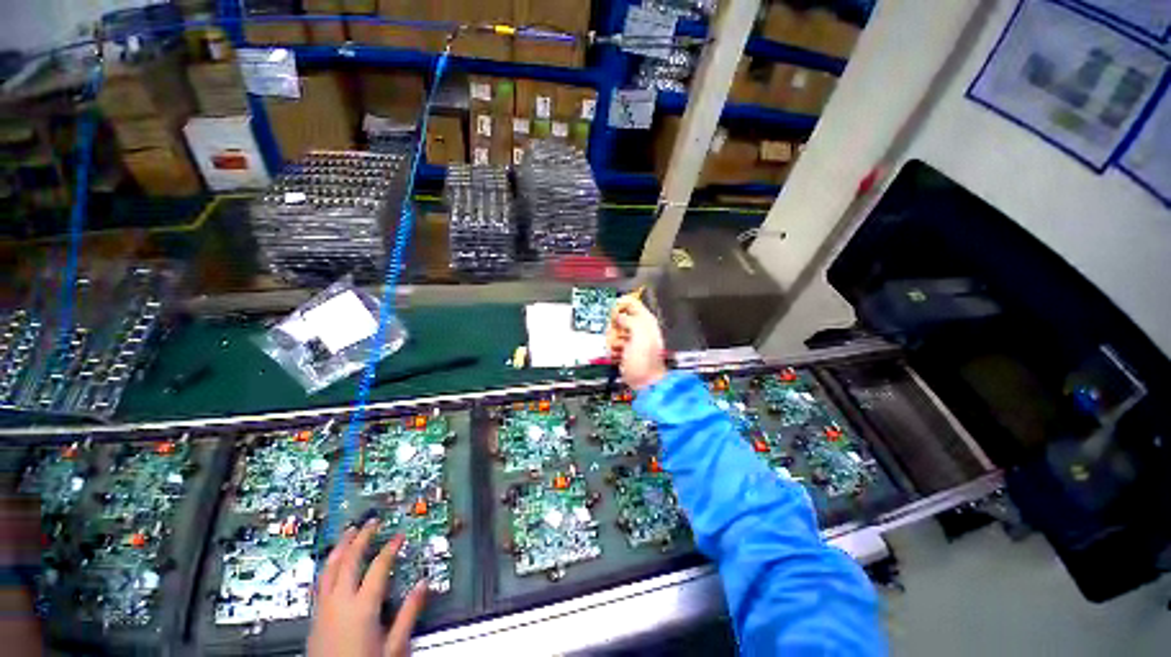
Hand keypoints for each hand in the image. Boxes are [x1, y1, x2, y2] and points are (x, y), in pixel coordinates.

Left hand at [307, 521, 427, 656]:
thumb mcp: (394, 646)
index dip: (391, 548)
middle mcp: (340, 603)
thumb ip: (408, 614)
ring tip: (348, 532)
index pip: (379, 567)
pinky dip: (327, 566)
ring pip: (329, 569)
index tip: (399, 535)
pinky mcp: (314, 618)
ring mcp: (323, 610)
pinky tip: (331, 563)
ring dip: (340, 547)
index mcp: (362, 607)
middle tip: (371, 522)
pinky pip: (319, 583)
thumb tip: (424, 584)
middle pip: (349, 561)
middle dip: (361, 538)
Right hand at [606, 294, 667, 390]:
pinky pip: (611, 343)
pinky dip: (612, 349)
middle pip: (617, 317)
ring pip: (612, 330)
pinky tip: (617, 355)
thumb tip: (617, 316)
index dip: (620, 304)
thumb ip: (628, 319)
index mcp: (645, 320)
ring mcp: (630, 339)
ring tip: (619, 348)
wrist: (645, 381)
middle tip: (619, 335)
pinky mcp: (623, 350)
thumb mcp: (639, 333)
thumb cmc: (645, 359)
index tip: (613, 313)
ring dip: (612, 340)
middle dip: (614, 326)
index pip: (630, 302)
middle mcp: (638, 327)